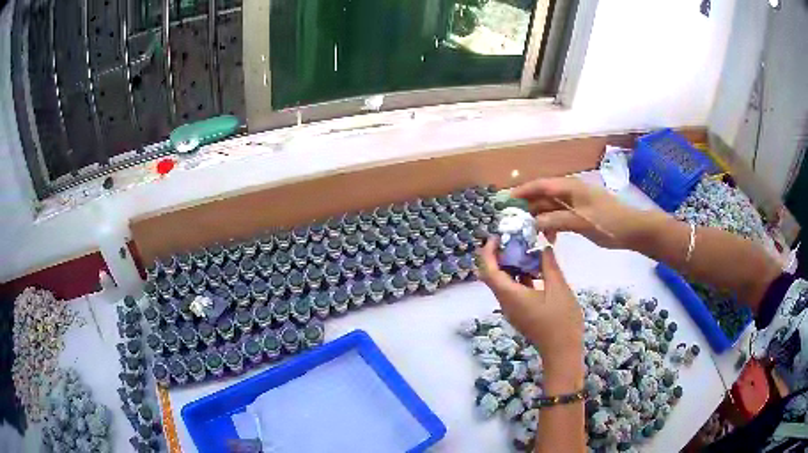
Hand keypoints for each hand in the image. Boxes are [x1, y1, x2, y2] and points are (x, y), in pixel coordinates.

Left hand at [478, 238, 582, 367]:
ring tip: (528, 250)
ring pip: (504, 283)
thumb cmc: (561, 320)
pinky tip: (537, 269)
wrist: (562, 352)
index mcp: (510, 295)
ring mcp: (512, 309)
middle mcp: (505, 302)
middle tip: (516, 240)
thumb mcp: (559, 288)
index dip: (488, 251)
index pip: (488, 270)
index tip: (498, 236)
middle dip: (500, 256)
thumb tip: (542, 246)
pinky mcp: (521, 313)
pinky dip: (521, 277)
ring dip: (512, 266)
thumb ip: (549, 265)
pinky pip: (514, 291)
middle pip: (493, 275)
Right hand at [511, 177, 646, 249]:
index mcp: (570, 188)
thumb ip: (555, 220)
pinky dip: (552, 225)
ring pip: (550, 208)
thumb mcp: (581, 222)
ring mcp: (575, 203)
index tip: (505, 201)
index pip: (540, 185)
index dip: (522, 191)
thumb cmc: (608, 222)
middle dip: (528, 208)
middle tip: (513, 223)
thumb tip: (531, 222)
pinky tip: (550, 239)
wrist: (632, 230)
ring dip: (540, 219)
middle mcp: (570, 192)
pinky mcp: (580, 214)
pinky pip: (559, 217)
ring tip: (531, 234)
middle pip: (543, 197)